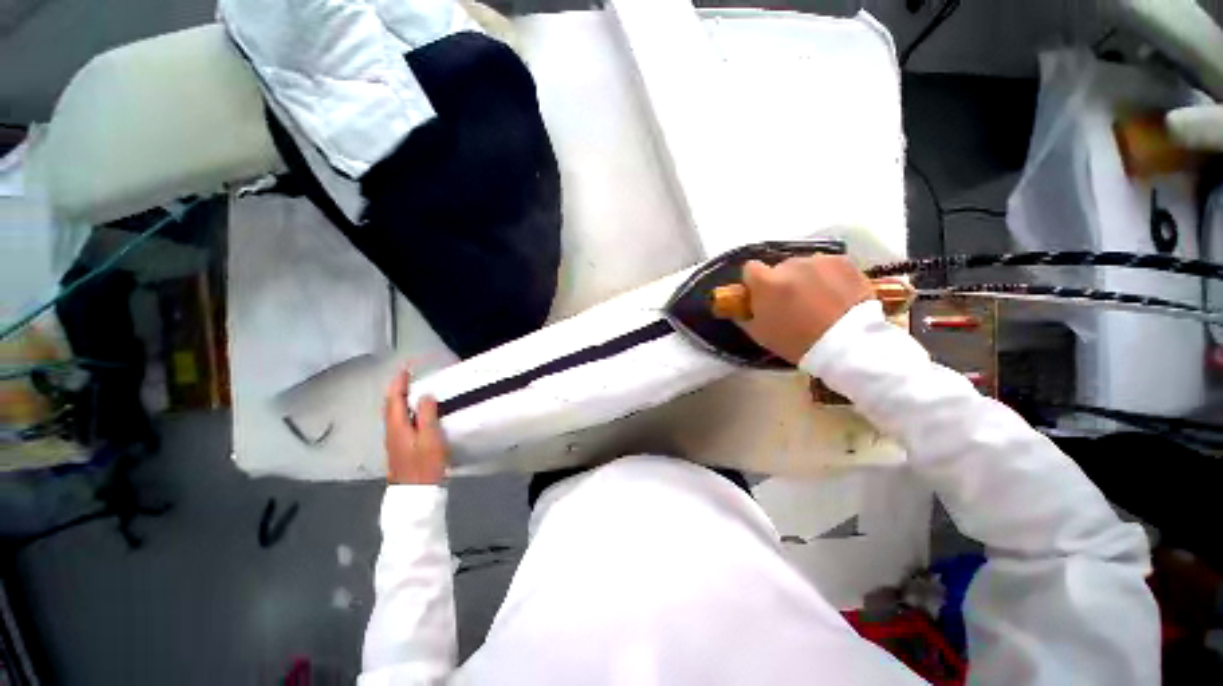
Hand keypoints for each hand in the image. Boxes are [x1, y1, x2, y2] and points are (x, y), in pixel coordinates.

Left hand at [383, 369, 447, 484]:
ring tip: (411, 389)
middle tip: (408, 376)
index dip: (399, 383)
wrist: (415, 492)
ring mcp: (394, 440)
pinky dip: (404, 410)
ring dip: (400, 399)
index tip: (406, 368)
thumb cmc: (424, 464)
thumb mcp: (430, 438)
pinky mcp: (400, 447)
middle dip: (397, 389)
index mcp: (398, 426)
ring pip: (394, 414)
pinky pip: (399, 421)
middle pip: (391, 405)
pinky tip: (414, 412)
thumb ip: (427, 415)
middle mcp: (392, 431)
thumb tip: (425, 395)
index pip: (395, 399)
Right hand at [737, 255, 875, 363]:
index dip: (754, 281)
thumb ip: (744, 315)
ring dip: (805, 278)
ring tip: (818, 299)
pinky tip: (835, 294)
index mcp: (766, 282)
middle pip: (779, 268)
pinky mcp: (843, 261)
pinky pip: (827, 265)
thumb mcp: (760, 334)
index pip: (749, 268)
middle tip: (792, 301)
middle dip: (782, 281)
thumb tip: (738, 306)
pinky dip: (827, 276)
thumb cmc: (797, 342)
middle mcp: (789, 265)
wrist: (848, 344)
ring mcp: (818, 261)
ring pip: (804, 266)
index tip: (760, 294)